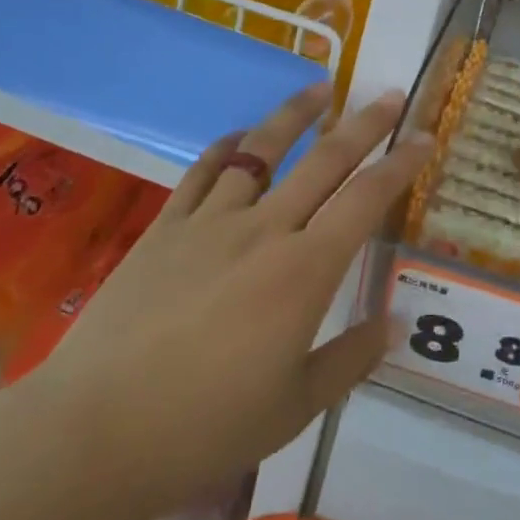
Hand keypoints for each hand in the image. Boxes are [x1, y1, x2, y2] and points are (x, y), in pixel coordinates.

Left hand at [28, 83, 431, 515]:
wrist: (94, 431)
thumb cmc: (206, 427)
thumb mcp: (295, 406)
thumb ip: (351, 358)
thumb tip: (394, 323)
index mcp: (305, 271)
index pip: (366, 200)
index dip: (400, 164)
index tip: (424, 137)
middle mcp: (265, 230)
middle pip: (325, 160)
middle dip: (364, 123)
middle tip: (390, 94)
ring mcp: (210, 222)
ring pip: (262, 151)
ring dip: (296, 115)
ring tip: (320, 88)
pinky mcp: (165, 228)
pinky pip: (203, 172)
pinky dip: (228, 148)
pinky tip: (240, 138)